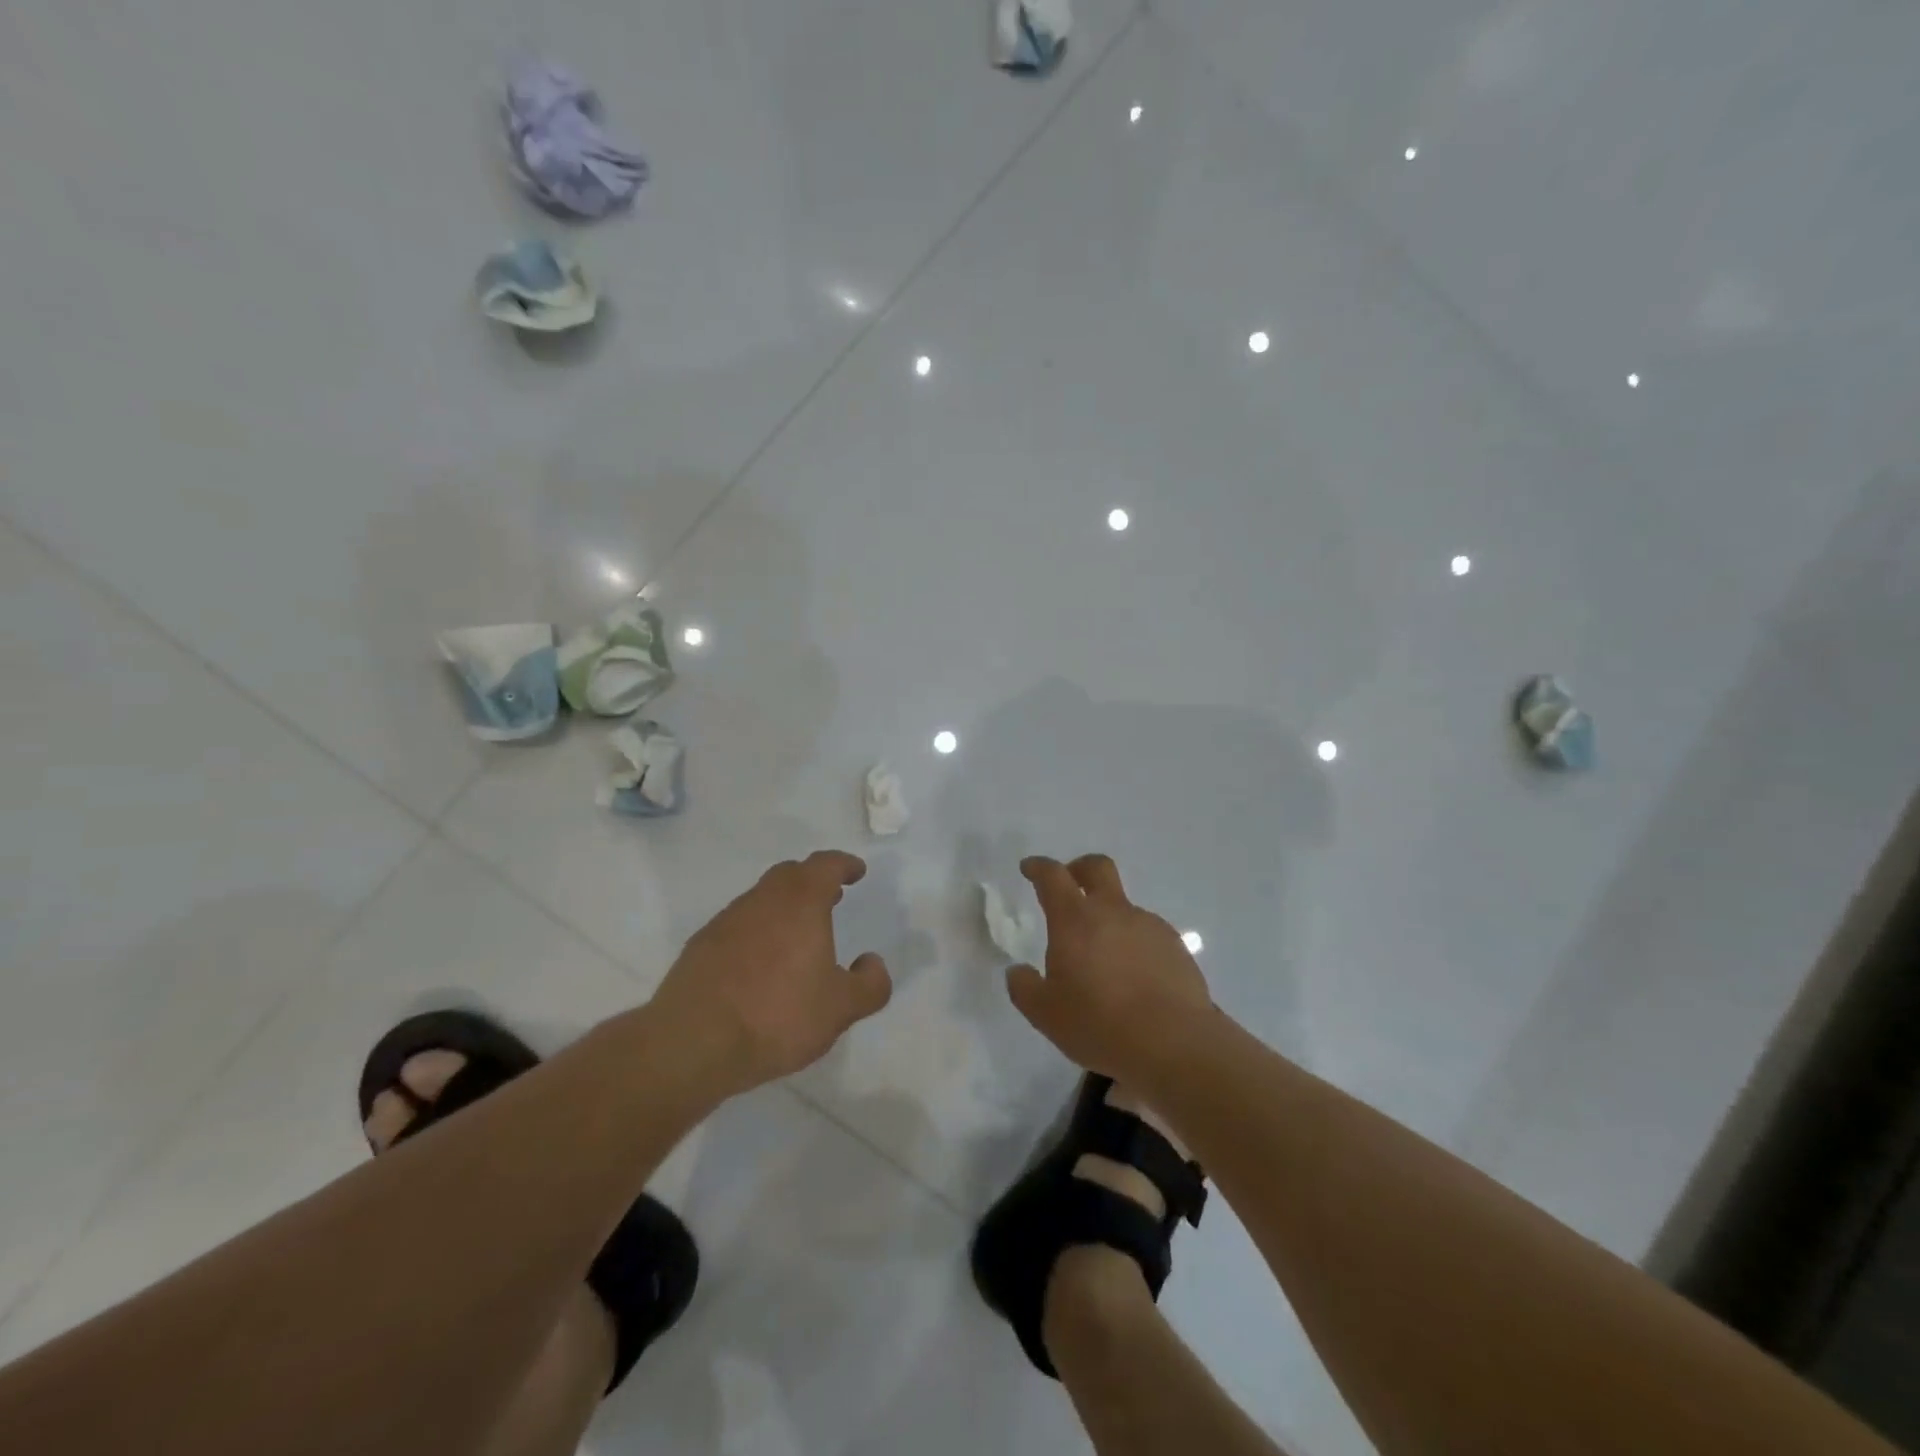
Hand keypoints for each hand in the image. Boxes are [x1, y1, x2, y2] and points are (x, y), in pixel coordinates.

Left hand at [652, 851, 891, 1092]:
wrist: (692, 1042)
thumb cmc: (778, 1016)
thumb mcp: (840, 1009)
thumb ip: (870, 984)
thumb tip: (872, 962)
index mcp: (801, 903)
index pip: (825, 866)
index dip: (843, 865)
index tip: (856, 871)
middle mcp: (762, 901)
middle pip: (790, 874)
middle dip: (813, 881)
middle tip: (831, 897)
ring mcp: (726, 921)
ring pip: (761, 899)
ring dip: (783, 906)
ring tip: (797, 934)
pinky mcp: (700, 946)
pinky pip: (737, 926)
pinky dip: (756, 932)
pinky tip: (760, 964)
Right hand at [1005, 854, 1211, 1083]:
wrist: (1173, 1044)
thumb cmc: (1099, 1024)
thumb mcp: (1045, 1013)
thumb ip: (1024, 987)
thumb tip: (1018, 972)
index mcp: (1075, 919)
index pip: (1053, 876)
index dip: (1038, 867)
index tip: (1030, 868)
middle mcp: (1113, 911)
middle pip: (1097, 867)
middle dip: (1080, 868)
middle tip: (1071, 884)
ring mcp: (1149, 926)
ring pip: (1124, 906)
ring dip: (1110, 918)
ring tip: (1104, 959)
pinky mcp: (1176, 946)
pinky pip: (1147, 934)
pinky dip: (1134, 944)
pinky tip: (1134, 978)